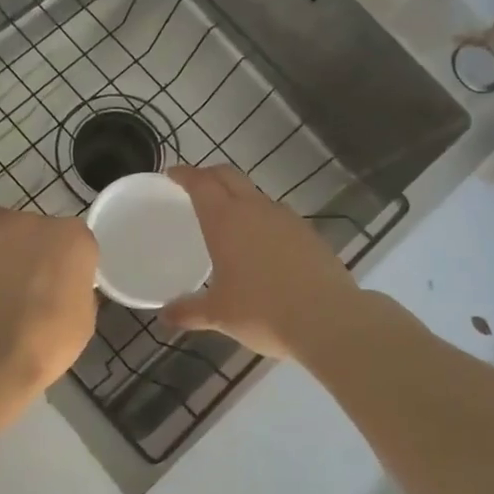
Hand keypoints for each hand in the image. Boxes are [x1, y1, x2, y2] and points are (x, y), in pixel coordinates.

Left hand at [0, 208, 98, 389]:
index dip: (70, 266)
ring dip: (10, 249)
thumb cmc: (47, 341)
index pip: (77, 243)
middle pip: (43, 231)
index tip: (64, 287)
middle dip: (40, 253)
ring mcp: (1, 226)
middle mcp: (40, 221)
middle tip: (32, 287)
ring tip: (1, 285)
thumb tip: (64, 284)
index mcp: (75, 238)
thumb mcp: (84, 317)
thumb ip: (76, 286)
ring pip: (11, 231)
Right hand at [160, 165, 360, 360]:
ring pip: (255, 194)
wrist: (329, 319)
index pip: (200, 183)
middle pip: (228, 176)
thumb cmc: (263, 311)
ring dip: (238, 196)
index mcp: (225, 220)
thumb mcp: (219, 314)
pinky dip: (262, 218)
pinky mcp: (309, 233)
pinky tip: (262, 243)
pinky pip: (278, 215)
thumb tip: (165, 316)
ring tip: (229, 217)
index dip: (184, 174)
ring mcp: (286, 218)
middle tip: (195, 185)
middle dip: (209, 175)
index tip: (172, 174)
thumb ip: (189, 311)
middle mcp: (255, 209)